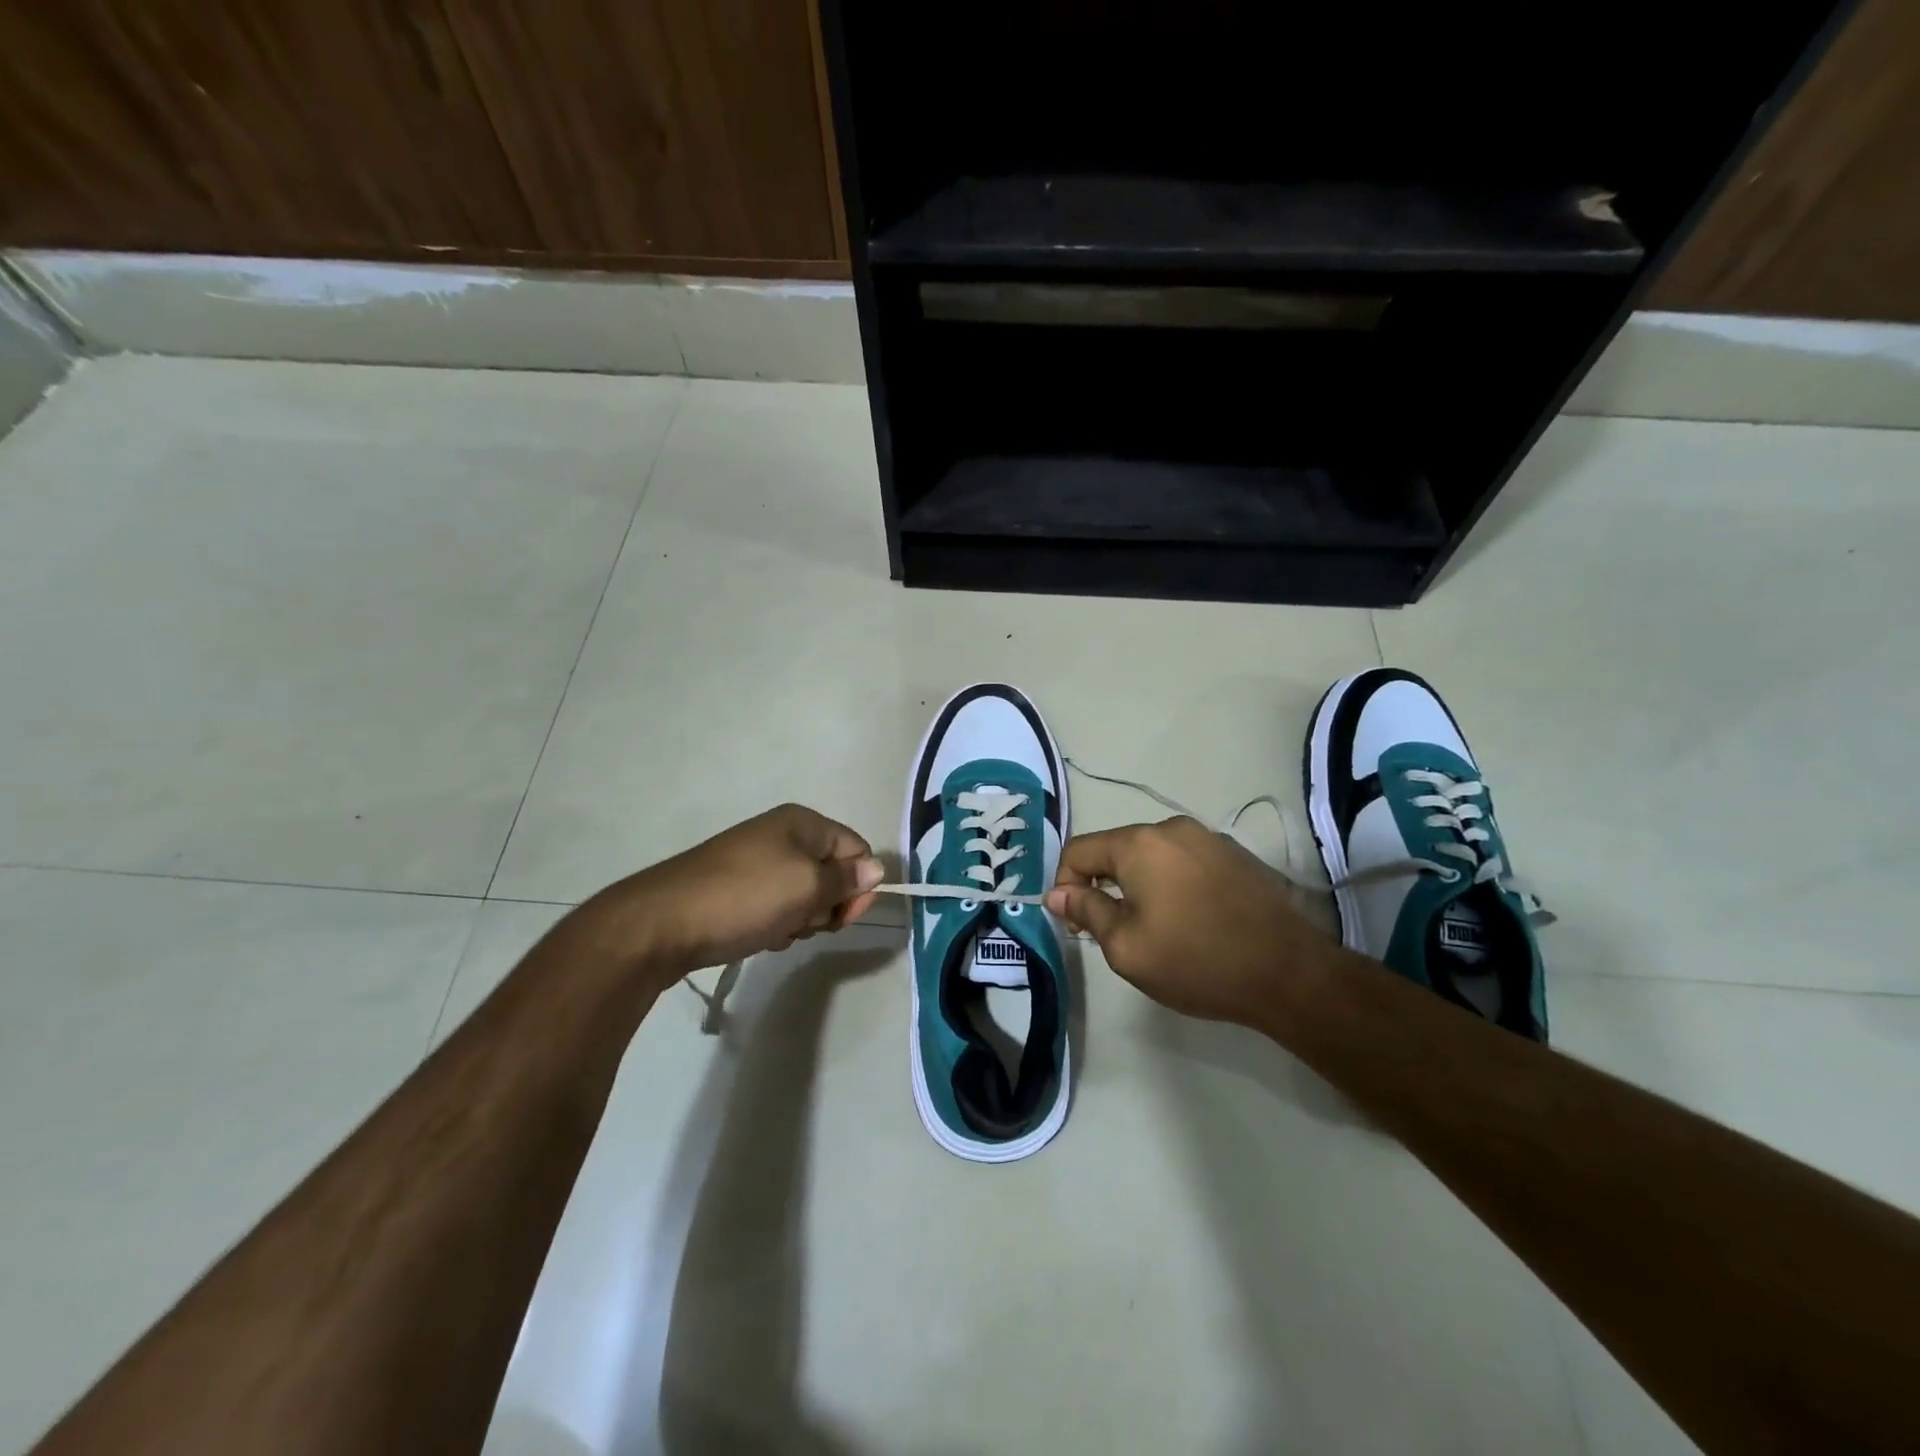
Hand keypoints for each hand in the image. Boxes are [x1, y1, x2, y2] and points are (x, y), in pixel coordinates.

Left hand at [610, 804, 884, 975]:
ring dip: (800, 918)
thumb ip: (846, 879)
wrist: (663, 923)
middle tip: (802, 922)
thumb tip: (877, 869)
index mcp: (802, 823)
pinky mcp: (737, 888)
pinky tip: (760, 936)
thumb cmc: (745, 898)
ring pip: (804, 894)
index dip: (858, 885)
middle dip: (826, 904)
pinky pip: (776, 905)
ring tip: (776, 930)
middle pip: (832, 872)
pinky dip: (776, 923)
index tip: (842, 917)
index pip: (857, 849)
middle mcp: (782, 835)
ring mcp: (757, 861)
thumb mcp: (806, 887)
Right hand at [1045, 817, 1342, 1027]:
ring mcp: (1208, 838)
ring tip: (1148, 927)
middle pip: (1116, 849)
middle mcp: (1172, 828)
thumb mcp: (1127, 947)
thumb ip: (1087, 911)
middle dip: (1101, 885)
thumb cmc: (1197, 961)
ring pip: (1151, 856)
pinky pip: (1183, 861)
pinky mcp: (1234, 855)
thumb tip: (1057, 893)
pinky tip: (1186, 919)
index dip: (1064, 885)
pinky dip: (1170, 883)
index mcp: (1140, 844)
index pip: (1079, 850)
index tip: (1073, 923)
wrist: (1289, 973)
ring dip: (1136, 884)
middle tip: (1106, 930)